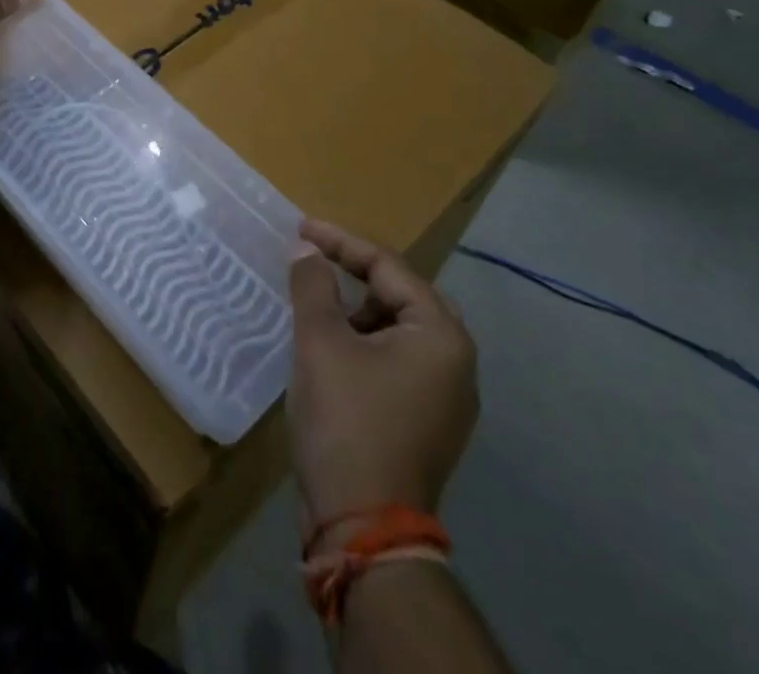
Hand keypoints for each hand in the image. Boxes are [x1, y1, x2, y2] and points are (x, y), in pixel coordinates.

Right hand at [288, 218, 478, 548]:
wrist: (365, 529)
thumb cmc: (346, 421)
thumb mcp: (321, 342)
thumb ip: (313, 285)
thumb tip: (306, 250)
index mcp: (441, 335)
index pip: (389, 267)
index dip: (340, 242)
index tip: (300, 228)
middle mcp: (457, 362)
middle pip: (404, 294)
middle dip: (358, 275)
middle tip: (318, 262)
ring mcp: (448, 398)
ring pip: (402, 329)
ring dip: (362, 311)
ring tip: (321, 311)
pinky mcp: (431, 423)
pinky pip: (401, 360)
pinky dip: (369, 343)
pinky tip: (336, 351)